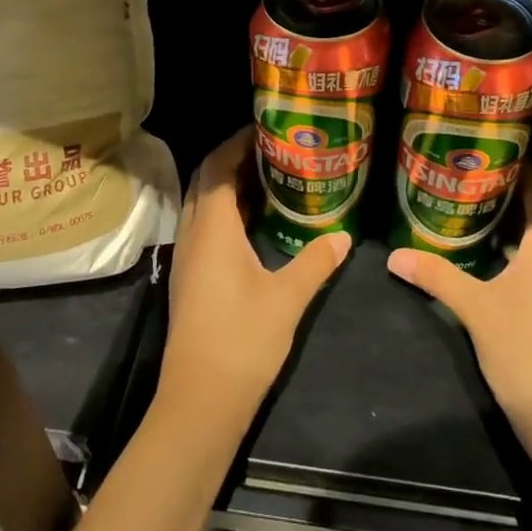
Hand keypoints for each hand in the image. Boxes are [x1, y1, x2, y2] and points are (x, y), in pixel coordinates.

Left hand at [159, 128, 351, 419]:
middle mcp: (192, 235)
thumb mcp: (288, 297)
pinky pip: (204, 227)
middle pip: (205, 181)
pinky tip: (256, 223)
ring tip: (269, 177)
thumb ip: (316, 261)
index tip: (265, 129)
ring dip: (228, 186)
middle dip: (233, 159)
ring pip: (202, 205)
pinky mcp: (190, 278)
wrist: (200, 401)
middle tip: (272, 149)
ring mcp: (187, 258)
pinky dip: (226, 212)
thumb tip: (344, 236)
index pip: (217, 168)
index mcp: (212, 229)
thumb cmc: (242, 340)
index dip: (237, 143)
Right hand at [386, 167, 531, 448]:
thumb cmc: (524, 351)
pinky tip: (496, 256)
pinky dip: (529, 247)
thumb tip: (394, 256)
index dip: (512, 165)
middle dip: (508, 191)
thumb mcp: (474, 308)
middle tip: (464, 183)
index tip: (477, 157)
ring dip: (518, 221)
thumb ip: (435, 274)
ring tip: (473, 212)